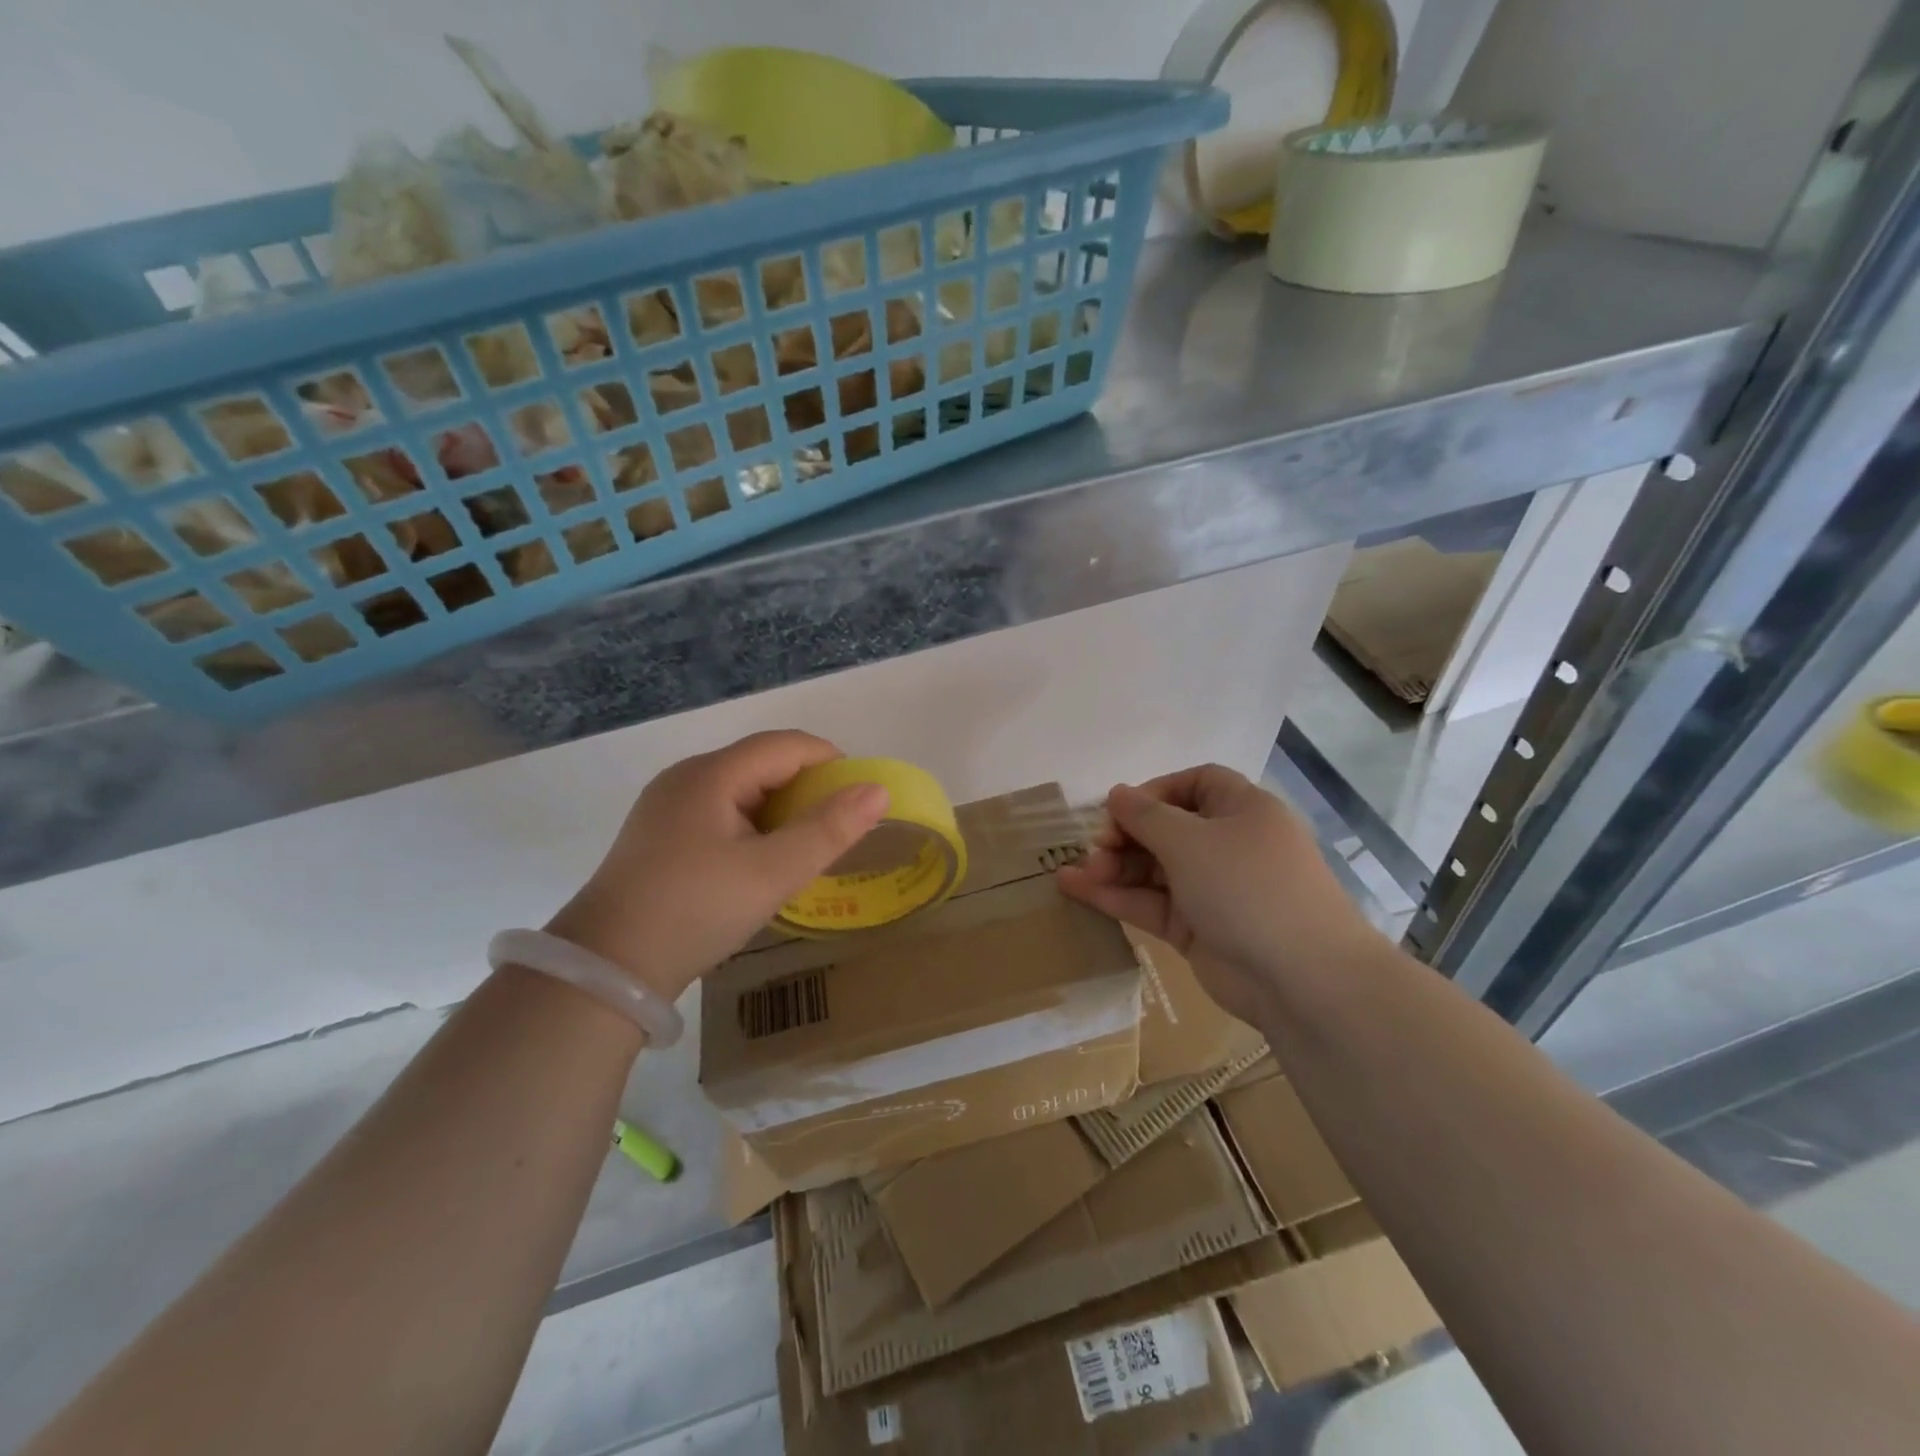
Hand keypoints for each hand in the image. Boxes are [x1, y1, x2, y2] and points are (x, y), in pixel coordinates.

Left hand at [544, 731, 887, 1001]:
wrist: (606, 969)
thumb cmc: (695, 910)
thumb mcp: (773, 873)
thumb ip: (829, 830)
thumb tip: (877, 790)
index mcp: (711, 774)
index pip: (785, 745)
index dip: (829, 761)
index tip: (859, 797)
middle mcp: (686, 778)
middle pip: (762, 763)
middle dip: (806, 788)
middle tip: (834, 830)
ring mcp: (666, 806)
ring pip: (740, 789)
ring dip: (779, 810)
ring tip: (801, 848)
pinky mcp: (658, 835)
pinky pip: (719, 812)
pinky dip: (751, 826)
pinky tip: (757, 862)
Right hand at [1056, 764, 1379, 1022]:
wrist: (1301, 978)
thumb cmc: (1247, 886)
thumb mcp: (1190, 840)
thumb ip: (1145, 815)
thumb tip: (1117, 793)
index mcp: (1242, 810)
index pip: (1195, 784)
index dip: (1155, 790)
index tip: (1120, 807)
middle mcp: (1229, 846)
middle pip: (1168, 828)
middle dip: (1127, 834)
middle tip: (1095, 848)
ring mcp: (1213, 889)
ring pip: (1154, 868)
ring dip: (1115, 866)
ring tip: (1079, 872)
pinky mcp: (1197, 928)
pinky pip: (1151, 903)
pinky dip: (1116, 896)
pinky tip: (1075, 889)